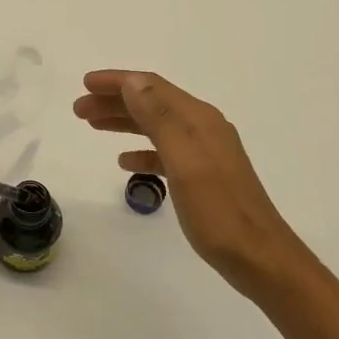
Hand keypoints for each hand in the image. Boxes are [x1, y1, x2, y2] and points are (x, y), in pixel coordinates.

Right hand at [73, 71, 300, 294]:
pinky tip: (125, 162)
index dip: (117, 81)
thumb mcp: (184, 161)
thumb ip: (158, 118)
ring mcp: (205, 152)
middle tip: (79, 109)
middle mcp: (203, 127)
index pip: (151, 86)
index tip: (85, 84)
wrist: (259, 257)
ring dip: (124, 122)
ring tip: (93, 126)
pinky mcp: (204, 175)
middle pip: (151, 103)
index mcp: (198, 119)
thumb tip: (133, 81)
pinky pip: (165, 152)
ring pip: (156, 125)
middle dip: (114, 101)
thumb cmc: (218, 210)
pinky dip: (142, 150)